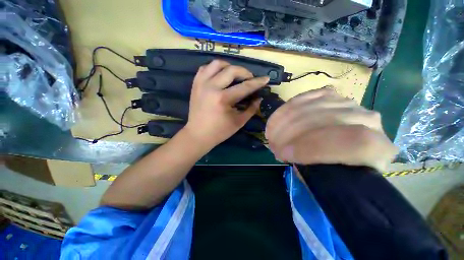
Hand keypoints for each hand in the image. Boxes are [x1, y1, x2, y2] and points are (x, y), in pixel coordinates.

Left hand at [183, 60, 268, 148]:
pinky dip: (215, 69)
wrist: (198, 134)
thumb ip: (251, 109)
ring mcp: (201, 84)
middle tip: (249, 79)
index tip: (266, 79)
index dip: (257, 82)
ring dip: (229, 66)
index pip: (244, 87)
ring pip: (217, 64)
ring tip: (235, 75)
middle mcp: (211, 87)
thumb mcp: (239, 122)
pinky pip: (205, 68)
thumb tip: (259, 98)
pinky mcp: (195, 84)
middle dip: (245, 72)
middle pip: (231, 70)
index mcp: (223, 99)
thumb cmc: (220, 131)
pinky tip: (220, 76)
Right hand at [265, 88, 397, 170]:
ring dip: (284, 121)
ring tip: (271, 134)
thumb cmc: (336, 168)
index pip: (350, 142)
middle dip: (289, 134)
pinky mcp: (331, 95)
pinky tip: (279, 119)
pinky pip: (306, 97)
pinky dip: (287, 108)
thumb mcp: (328, 177)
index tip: (283, 155)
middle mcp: (368, 119)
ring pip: (311, 107)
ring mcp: (349, 103)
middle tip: (273, 146)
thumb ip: (314, 167)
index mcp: (377, 148)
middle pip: (324, 120)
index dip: (310, 149)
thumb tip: (286, 151)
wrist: (345, 149)